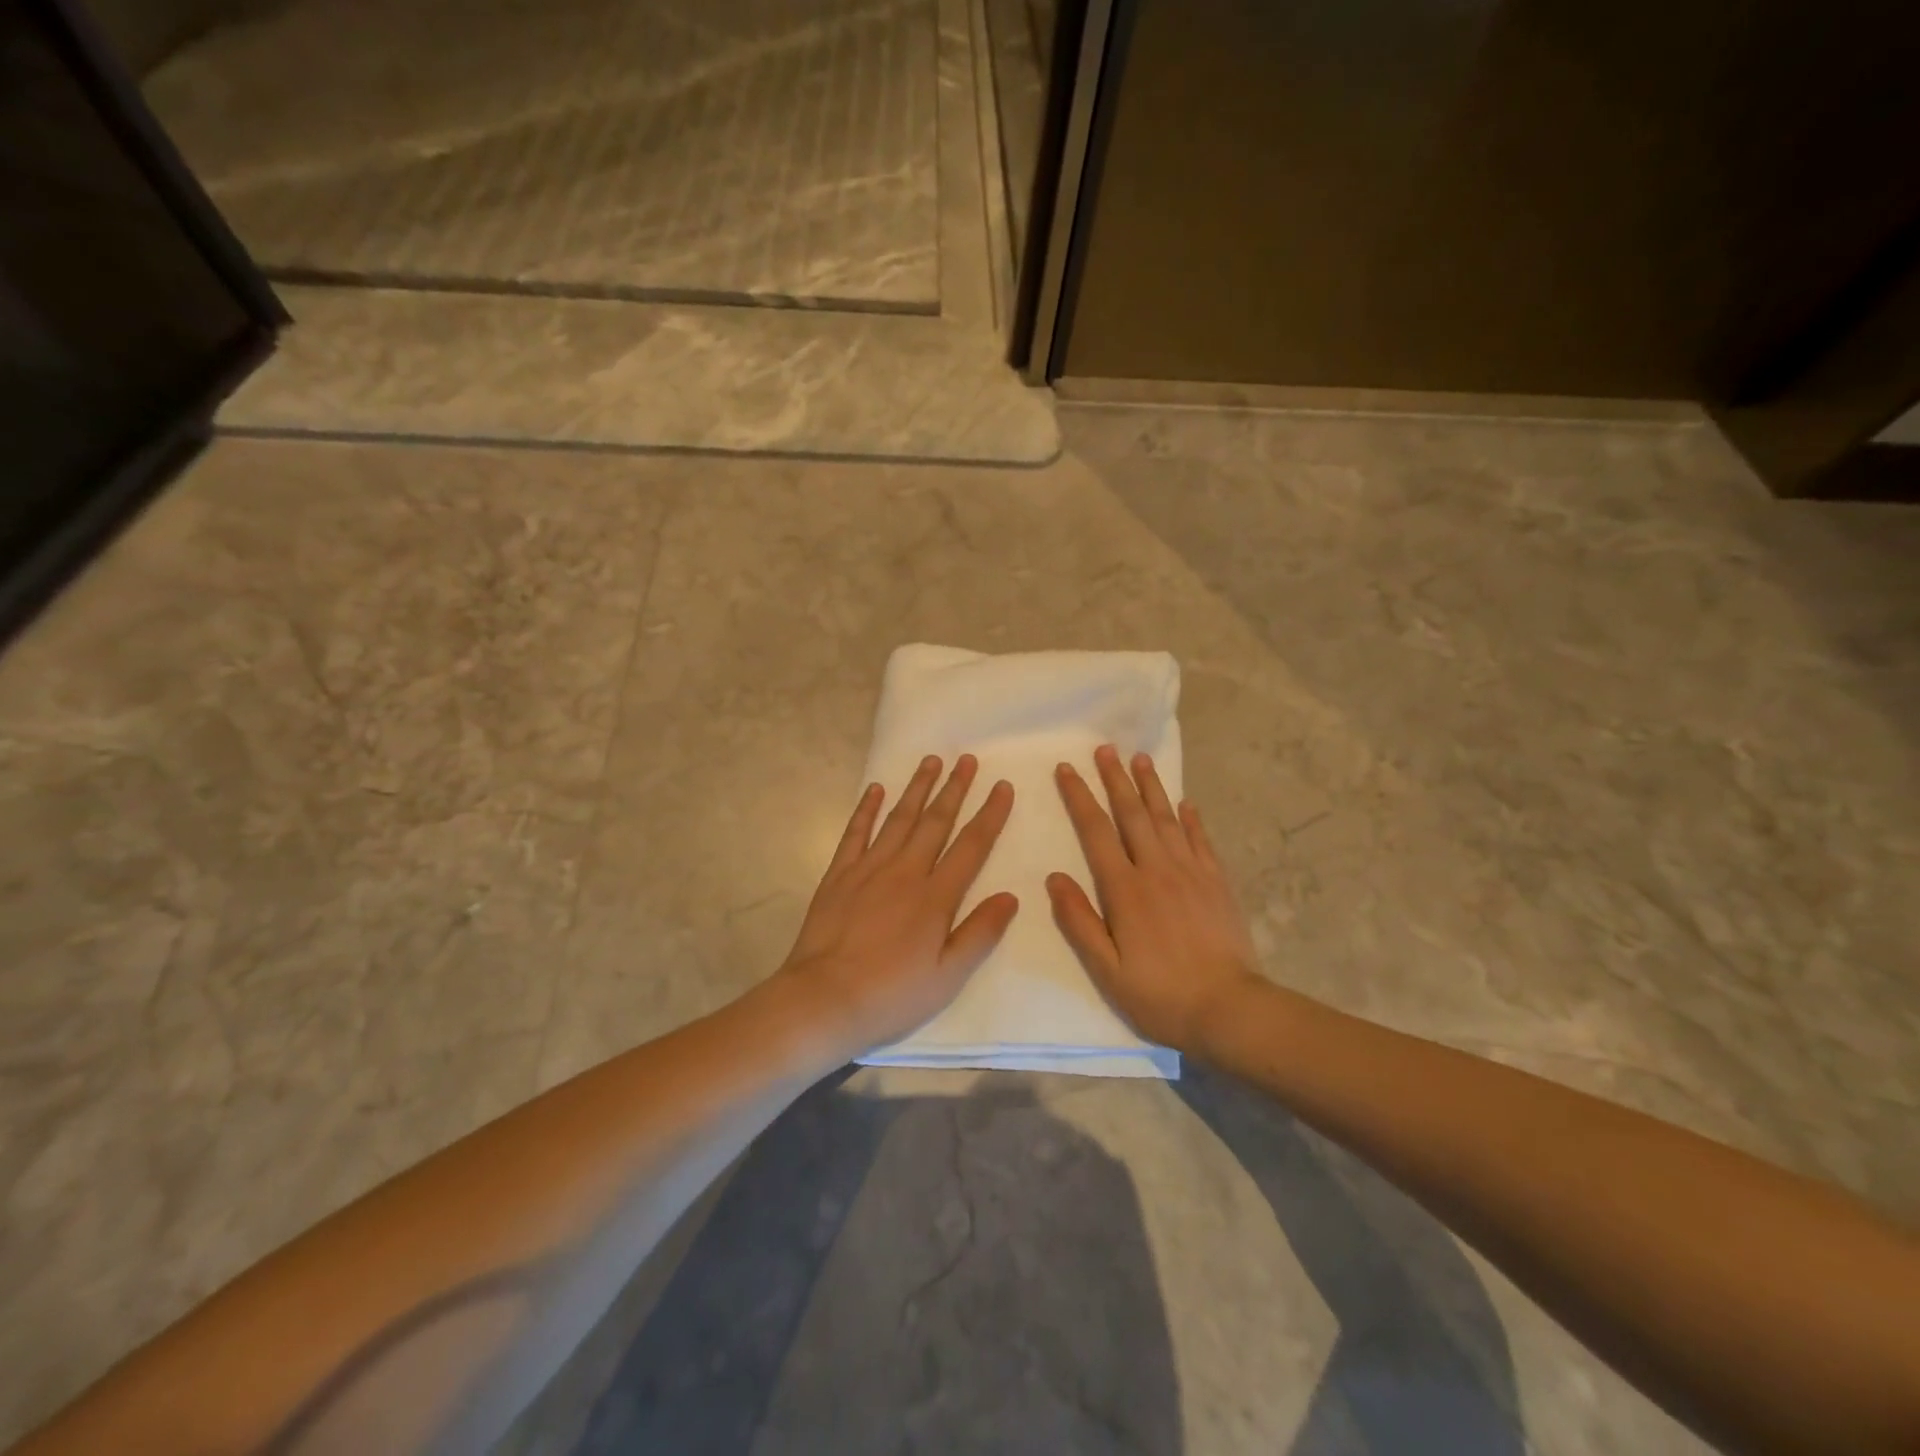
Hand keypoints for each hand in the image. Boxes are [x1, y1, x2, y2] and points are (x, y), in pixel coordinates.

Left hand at [778, 754, 1017, 1055]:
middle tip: (967, 759)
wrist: (824, 998)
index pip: (971, 846)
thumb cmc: (891, 994)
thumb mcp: (947, 976)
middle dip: (954, 788)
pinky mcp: (838, 875)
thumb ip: (980, 933)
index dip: (990, 814)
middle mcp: (905, 872)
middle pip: (935, 822)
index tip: (1002, 786)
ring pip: (898, 819)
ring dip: (916, 788)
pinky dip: (867, 809)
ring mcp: (868, 869)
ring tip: (930, 761)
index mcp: (935, 897)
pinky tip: (876, 789)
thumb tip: (1010, 896)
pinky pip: (856, 833)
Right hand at [1047, 745, 1260, 1052]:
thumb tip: (1054, 877)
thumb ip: (1079, 921)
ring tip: (1140, 758)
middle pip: (1132, 814)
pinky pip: (1201, 840)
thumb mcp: (1107, 970)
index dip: (1079, 797)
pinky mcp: (1217, 882)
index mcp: (1125, 889)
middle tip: (1105, 748)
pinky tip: (1185, 803)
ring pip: (1167, 818)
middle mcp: (1157, 869)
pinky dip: (1191, 818)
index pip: (1096, 831)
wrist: (1229, 1009)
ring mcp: (1192, 872)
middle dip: (1115, 779)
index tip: (1066, 769)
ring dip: (1151, 787)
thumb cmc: (1160, 994)